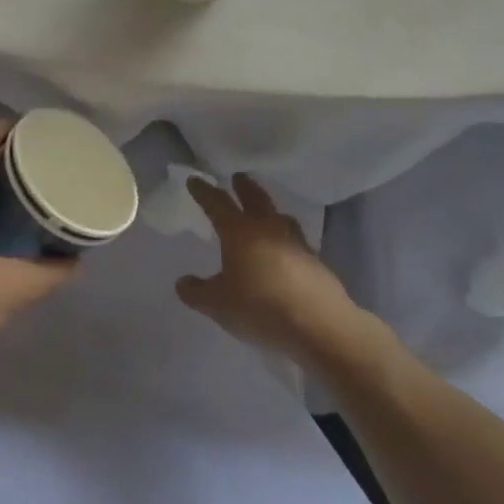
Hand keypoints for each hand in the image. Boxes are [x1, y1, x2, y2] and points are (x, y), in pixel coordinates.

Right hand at [175, 175, 383, 361]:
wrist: (320, 326)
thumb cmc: (260, 307)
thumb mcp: (217, 305)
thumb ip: (196, 292)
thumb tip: (183, 282)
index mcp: (239, 232)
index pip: (217, 203)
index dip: (204, 192)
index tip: (195, 180)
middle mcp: (268, 229)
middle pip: (255, 199)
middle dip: (244, 187)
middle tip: (238, 177)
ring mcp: (296, 244)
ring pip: (280, 217)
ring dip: (269, 210)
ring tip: (265, 212)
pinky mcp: (316, 263)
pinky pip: (296, 241)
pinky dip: (285, 238)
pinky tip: (284, 251)